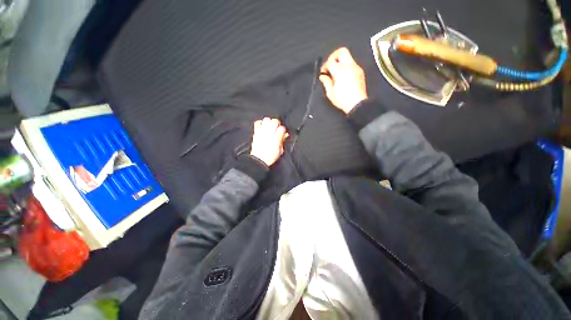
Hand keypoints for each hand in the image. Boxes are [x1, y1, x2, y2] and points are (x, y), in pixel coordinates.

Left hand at [250, 118, 288, 165]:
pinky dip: (260, 123)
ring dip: (269, 122)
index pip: (282, 128)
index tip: (283, 133)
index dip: (283, 130)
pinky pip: (257, 123)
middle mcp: (269, 133)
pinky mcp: (256, 132)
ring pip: (266, 120)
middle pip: (275, 121)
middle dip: (277, 124)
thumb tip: (285, 135)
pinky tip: (263, 127)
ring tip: (270, 126)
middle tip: (277, 128)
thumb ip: (282, 140)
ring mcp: (262, 132)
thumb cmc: (270, 157)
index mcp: (276, 138)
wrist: (259, 159)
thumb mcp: (280, 150)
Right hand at [319, 47, 367, 113]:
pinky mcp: (360, 71)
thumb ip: (326, 82)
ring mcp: (356, 68)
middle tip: (330, 66)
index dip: (325, 66)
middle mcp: (349, 66)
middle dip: (334, 56)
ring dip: (340, 62)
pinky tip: (343, 76)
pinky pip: (352, 64)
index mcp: (340, 71)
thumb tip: (322, 76)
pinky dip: (346, 66)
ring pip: (348, 57)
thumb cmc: (342, 100)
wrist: (357, 104)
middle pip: (341, 51)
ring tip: (336, 72)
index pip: (330, 61)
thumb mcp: (330, 93)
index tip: (323, 72)